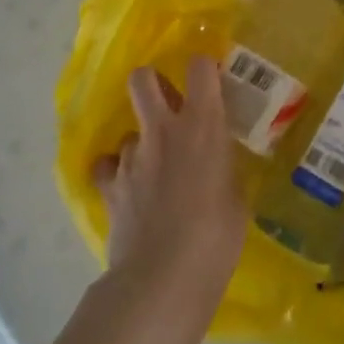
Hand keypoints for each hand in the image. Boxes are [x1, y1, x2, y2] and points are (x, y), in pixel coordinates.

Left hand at [93, 57, 246, 310]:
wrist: (164, 275)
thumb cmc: (218, 233)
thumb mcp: (236, 192)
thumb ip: (223, 164)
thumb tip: (216, 160)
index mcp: (202, 123)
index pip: (200, 67)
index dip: (203, 67)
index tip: (209, 79)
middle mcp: (163, 129)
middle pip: (143, 79)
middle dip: (152, 82)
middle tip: (167, 103)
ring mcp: (131, 157)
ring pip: (129, 131)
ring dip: (142, 143)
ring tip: (153, 169)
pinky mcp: (109, 187)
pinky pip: (108, 167)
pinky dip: (116, 173)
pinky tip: (128, 189)